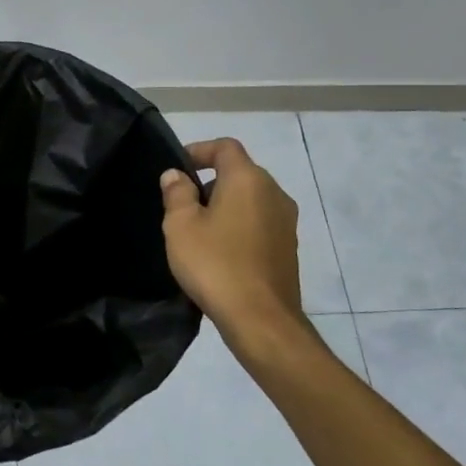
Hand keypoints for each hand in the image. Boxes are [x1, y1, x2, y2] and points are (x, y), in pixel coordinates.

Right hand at [160, 138, 306, 352]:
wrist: (260, 317)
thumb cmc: (215, 263)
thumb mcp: (181, 226)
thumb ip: (177, 194)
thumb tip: (177, 175)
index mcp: (248, 180)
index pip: (225, 147)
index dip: (199, 150)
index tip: (177, 169)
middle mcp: (274, 193)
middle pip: (240, 172)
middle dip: (210, 180)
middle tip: (181, 203)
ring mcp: (286, 221)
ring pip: (251, 199)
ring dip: (225, 205)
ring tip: (198, 229)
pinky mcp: (289, 247)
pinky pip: (259, 222)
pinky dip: (239, 225)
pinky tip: (220, 251)